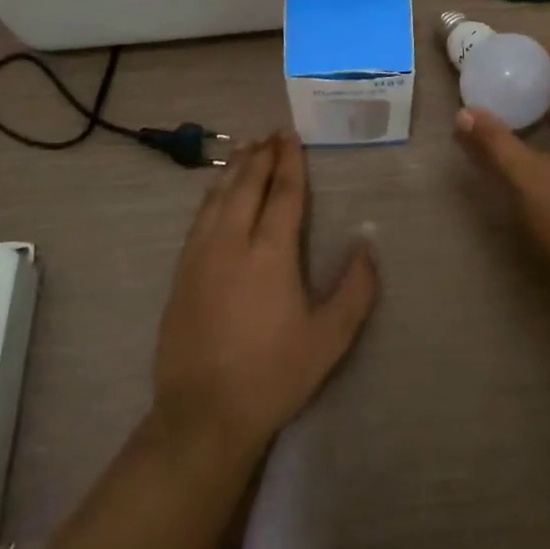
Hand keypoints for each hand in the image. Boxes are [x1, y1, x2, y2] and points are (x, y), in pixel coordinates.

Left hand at [152, 132, 379, 459]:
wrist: (203, 415)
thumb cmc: (273, 375)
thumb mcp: (328, 340)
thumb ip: (354, 290)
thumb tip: (368, 246)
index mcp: (270, 254)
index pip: (283, 195)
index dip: (290, 163)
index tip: (291, 136)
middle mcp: (232, 243)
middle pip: (246, 186)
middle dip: (261, 156)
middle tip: (272, 133)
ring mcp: (200, 256)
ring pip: (217, 197)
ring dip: (234, 168)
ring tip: (246, 148)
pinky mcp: (181, 273)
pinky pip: (199, 218)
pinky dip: (212, 194)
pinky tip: (216, 192)